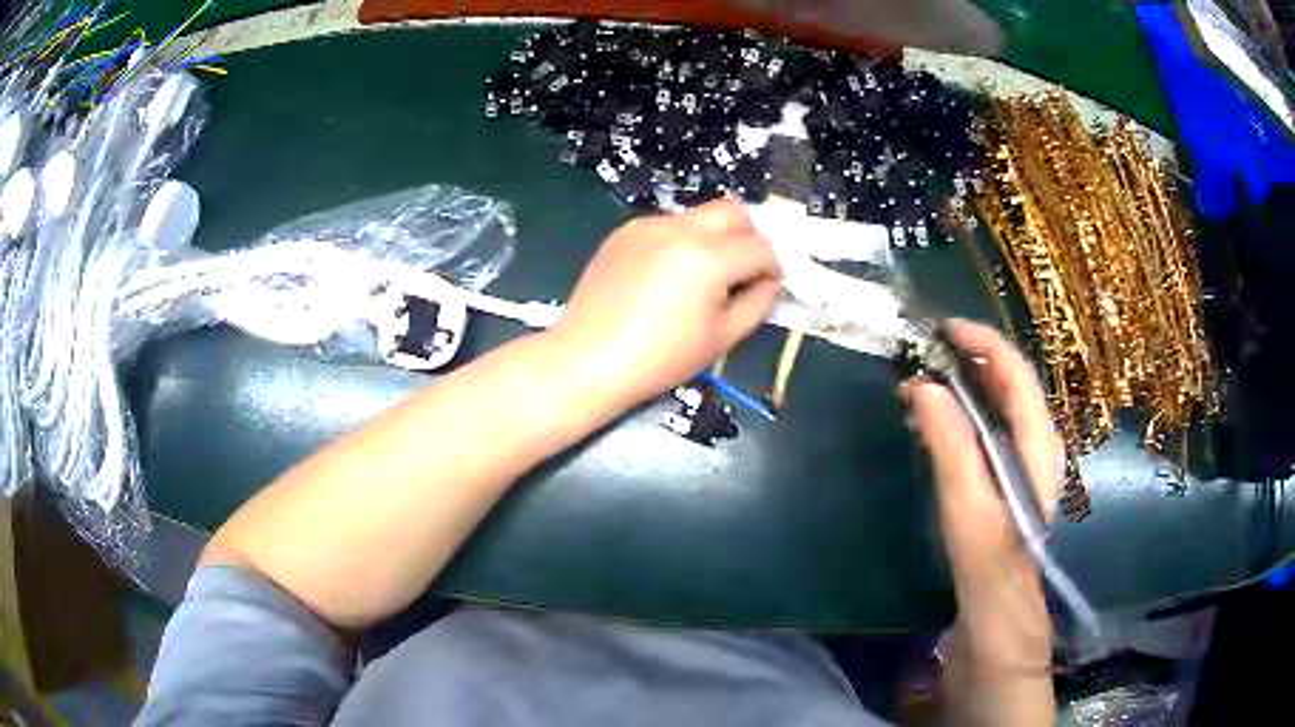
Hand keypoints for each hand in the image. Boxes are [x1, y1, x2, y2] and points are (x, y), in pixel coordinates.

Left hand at [552, 200, 781, 408]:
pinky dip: (679, 243)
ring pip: (698, 216)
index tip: (763, 288)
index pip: (760, 247)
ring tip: (696, 279)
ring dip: (712, 239)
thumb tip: (767, 281)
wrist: (588, 359)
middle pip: (733, 211)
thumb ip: (757, 302)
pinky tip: (663, 277)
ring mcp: (648, 225)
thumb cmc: (660, 359)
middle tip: (738, 272)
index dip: (771, 268)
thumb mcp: (722, 338)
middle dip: (746, 237)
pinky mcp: (624, 231)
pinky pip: (667, 225)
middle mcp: (680, 229)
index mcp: (709, 257)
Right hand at [903, 320, 1061, 668]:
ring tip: (925, 376)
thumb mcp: (977, 526)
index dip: (986, 342)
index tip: (940, 327)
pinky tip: (934, 430)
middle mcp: (1033, 459)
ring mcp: (1016, 482)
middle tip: (924, 349)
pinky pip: (982, 443)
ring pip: (997, 414)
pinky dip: (959, 422)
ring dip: (966, 386)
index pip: (1020, 378)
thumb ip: (957, 458)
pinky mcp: (998, 502)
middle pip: (1011, 389)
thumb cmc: (995, 593)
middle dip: (975, 357)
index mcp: (1038, 457)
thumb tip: (925, 387)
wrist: (999, 654)